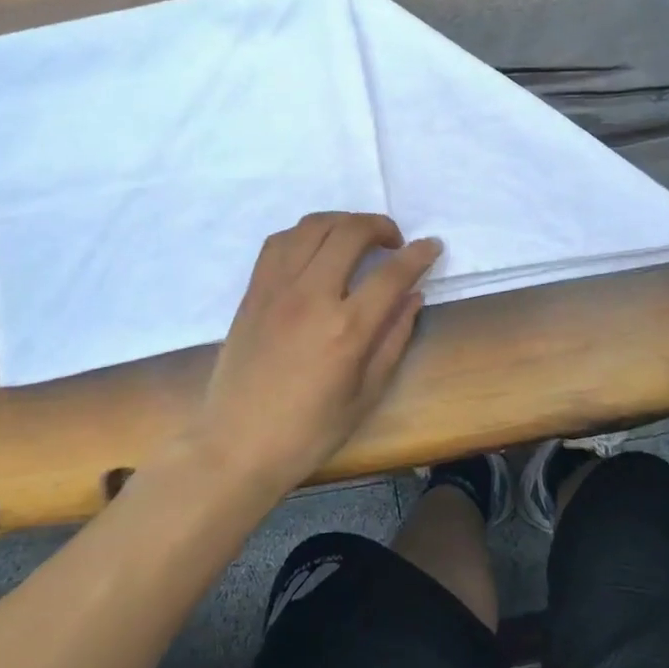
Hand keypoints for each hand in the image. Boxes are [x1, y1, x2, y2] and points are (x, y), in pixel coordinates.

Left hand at [192, 212, 441, 493]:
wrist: (236, 446)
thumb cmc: (308, 432)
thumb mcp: (366, 395)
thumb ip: (394, 339)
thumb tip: (413, 297)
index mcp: (346, 330)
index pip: (392, 274)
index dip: (419, 254)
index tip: (432, 246)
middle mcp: (311, 297)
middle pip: (350, 233)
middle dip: (381, 226)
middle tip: (394, 242)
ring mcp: (276, 289)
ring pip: (312, 227)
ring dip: (343, 221)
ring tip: (357, 238)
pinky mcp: (253, 292)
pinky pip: (279, 242)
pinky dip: (305, 233)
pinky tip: (316, 248)